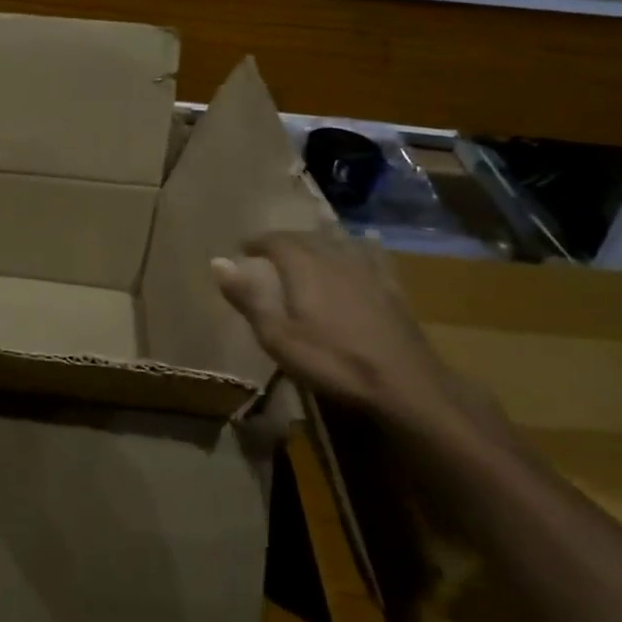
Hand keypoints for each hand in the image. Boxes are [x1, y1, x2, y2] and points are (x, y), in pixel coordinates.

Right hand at [212, 232, 479, 429]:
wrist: (404, 384)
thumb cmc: (333, 362)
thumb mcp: (278, 337)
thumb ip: (248, 298)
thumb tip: (217, 261)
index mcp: (304, 267)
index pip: (276, 240)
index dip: (258, 241)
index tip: (243, 248)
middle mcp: (334, 258)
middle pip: (306, 238)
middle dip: (285, 241)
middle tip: (270, 251)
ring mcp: (367, 271)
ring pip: (338, 243)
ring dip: (318, 242)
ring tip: (308, 248)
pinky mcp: (392, 287)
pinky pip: (373, 255)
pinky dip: (361, 247)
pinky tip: (365, 244)